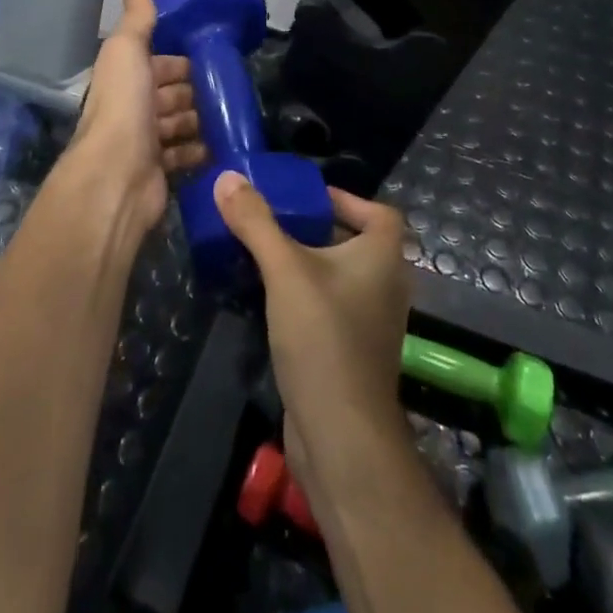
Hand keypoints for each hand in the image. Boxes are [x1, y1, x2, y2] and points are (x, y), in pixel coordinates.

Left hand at [65, 0, 207, 229]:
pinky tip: (219, 145)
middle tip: (227, 89)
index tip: (212, 59)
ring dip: (199, 120)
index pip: (156, 64)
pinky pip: (184, 156)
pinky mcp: (159, 171)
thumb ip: (136, 20)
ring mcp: (144, 143)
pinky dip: (200, 150)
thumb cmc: (124, 107)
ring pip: (178, 124)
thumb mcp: (127, 52)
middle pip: (169, 95)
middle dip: (194, 91)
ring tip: (228, 115)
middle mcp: (131, 109)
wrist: (117, 176)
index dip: (179, 61)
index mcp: (124, 78)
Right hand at [215, 175, 411, 479]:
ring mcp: (371, 322)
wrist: (341, 435)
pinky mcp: (352, 352)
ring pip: (339, 277)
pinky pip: (329, 308)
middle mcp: (385, 285)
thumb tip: (227, 177)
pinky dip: (305, 297)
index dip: (346, 199)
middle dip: (315, 229)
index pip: (379, 212)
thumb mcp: (285, 271)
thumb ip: (257, 223)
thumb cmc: (324, 338)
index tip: (305, 196)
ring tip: (262, 254)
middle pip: (354, 242)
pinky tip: (268, 300)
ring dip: (306, 264)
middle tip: (272, 220)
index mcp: (383, 257)